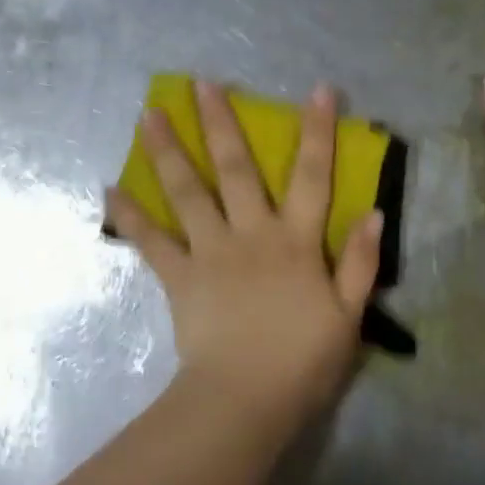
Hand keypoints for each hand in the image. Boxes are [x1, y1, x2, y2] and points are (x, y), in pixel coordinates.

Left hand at [106, 80, 383, 417]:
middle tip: (202, 83)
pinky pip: (151, 241)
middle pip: (236, 169)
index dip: (317, 132)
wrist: (246, 400)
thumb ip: (360, 262)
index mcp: (295, 241)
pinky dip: (131, 215)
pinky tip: (110, 189)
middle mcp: (251, 233)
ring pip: (188, 191)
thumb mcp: (349, 316)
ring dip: (169, 151)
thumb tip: (374, 212)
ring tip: (150, 114)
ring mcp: (211, 251)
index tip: (317, 90)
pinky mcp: (180, 276)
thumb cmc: (303, 361)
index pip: (313, 176)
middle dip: (222, 123)